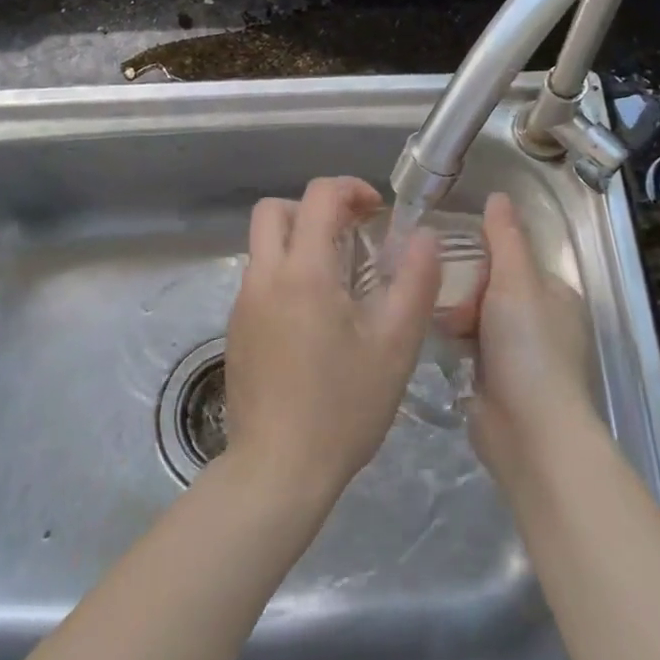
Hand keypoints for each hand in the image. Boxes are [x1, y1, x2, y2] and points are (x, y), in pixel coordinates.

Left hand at [224, 177, 441, 503]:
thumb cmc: (343, 406)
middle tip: (351, 235)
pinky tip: (315, 319)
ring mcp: (242, 304)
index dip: (351, 189)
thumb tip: (423, 235)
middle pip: (274, 210)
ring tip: (340, 280)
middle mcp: (264, 277)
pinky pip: (260, 279)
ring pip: (264, 245)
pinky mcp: (235, 330)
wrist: (278, 470)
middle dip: (314, 209)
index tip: (378, 212)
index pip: (318, 196)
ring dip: (300, 242)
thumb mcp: (396, 345)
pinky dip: (287, 274)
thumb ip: (415, 281)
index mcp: (303, 272)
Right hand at [447, 193, 601, 480]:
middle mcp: (540, 322)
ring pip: (476, 318)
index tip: (453, 254)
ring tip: (434, 317)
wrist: (529, 430)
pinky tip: (434, 340)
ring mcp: (518, 354)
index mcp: (555, 295)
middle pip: (491, 288)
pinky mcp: (495, 381)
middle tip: (445, 296)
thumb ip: (505, 237)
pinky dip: (454, 343)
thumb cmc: (528, 346)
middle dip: (466, 290)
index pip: (513, 259)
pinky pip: (468, 348)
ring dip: (456, 316)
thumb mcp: (517, 281)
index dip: (484, 256)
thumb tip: (498, 195)